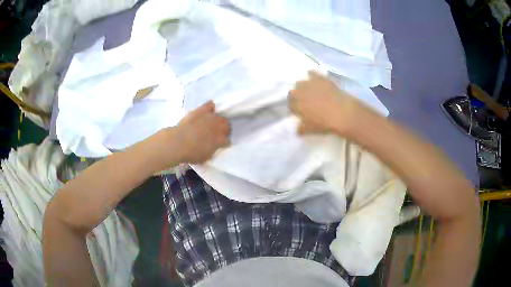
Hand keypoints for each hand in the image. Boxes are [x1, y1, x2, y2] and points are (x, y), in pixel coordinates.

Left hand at [175, 101, 230, 163]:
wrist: (179, 142)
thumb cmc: (191, 153)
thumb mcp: (205, 157)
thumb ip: (212, 150)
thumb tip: (215, 147)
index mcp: (220, 140)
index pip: (228, 140)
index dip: (224, 142)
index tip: (220, 144)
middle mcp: (219, 127)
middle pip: (227, 125)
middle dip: (224, 129)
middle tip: (217, 132)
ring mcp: (211, 117)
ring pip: (220, 116)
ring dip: (218, 120)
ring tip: (212, 122)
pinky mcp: (202, 110)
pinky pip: (210, 105)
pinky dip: (210, 107)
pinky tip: (208, 110)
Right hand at [288, 71, 360, 134]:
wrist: (342, 113)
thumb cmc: (324, 123)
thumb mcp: (310, 130)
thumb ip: (301, 129)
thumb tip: (297, 129)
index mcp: (296, 104)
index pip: (290, 105)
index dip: (294, 108)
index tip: (299, 111)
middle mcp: (300, 92)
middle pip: (293, 92)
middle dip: (296, 96)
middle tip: (304, 101)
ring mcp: (310, 83)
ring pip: (300, 82)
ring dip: (302, 86)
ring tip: (309, 91)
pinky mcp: (320, 78)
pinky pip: (312, 73)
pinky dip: (311, 75)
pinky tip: (314, 78)